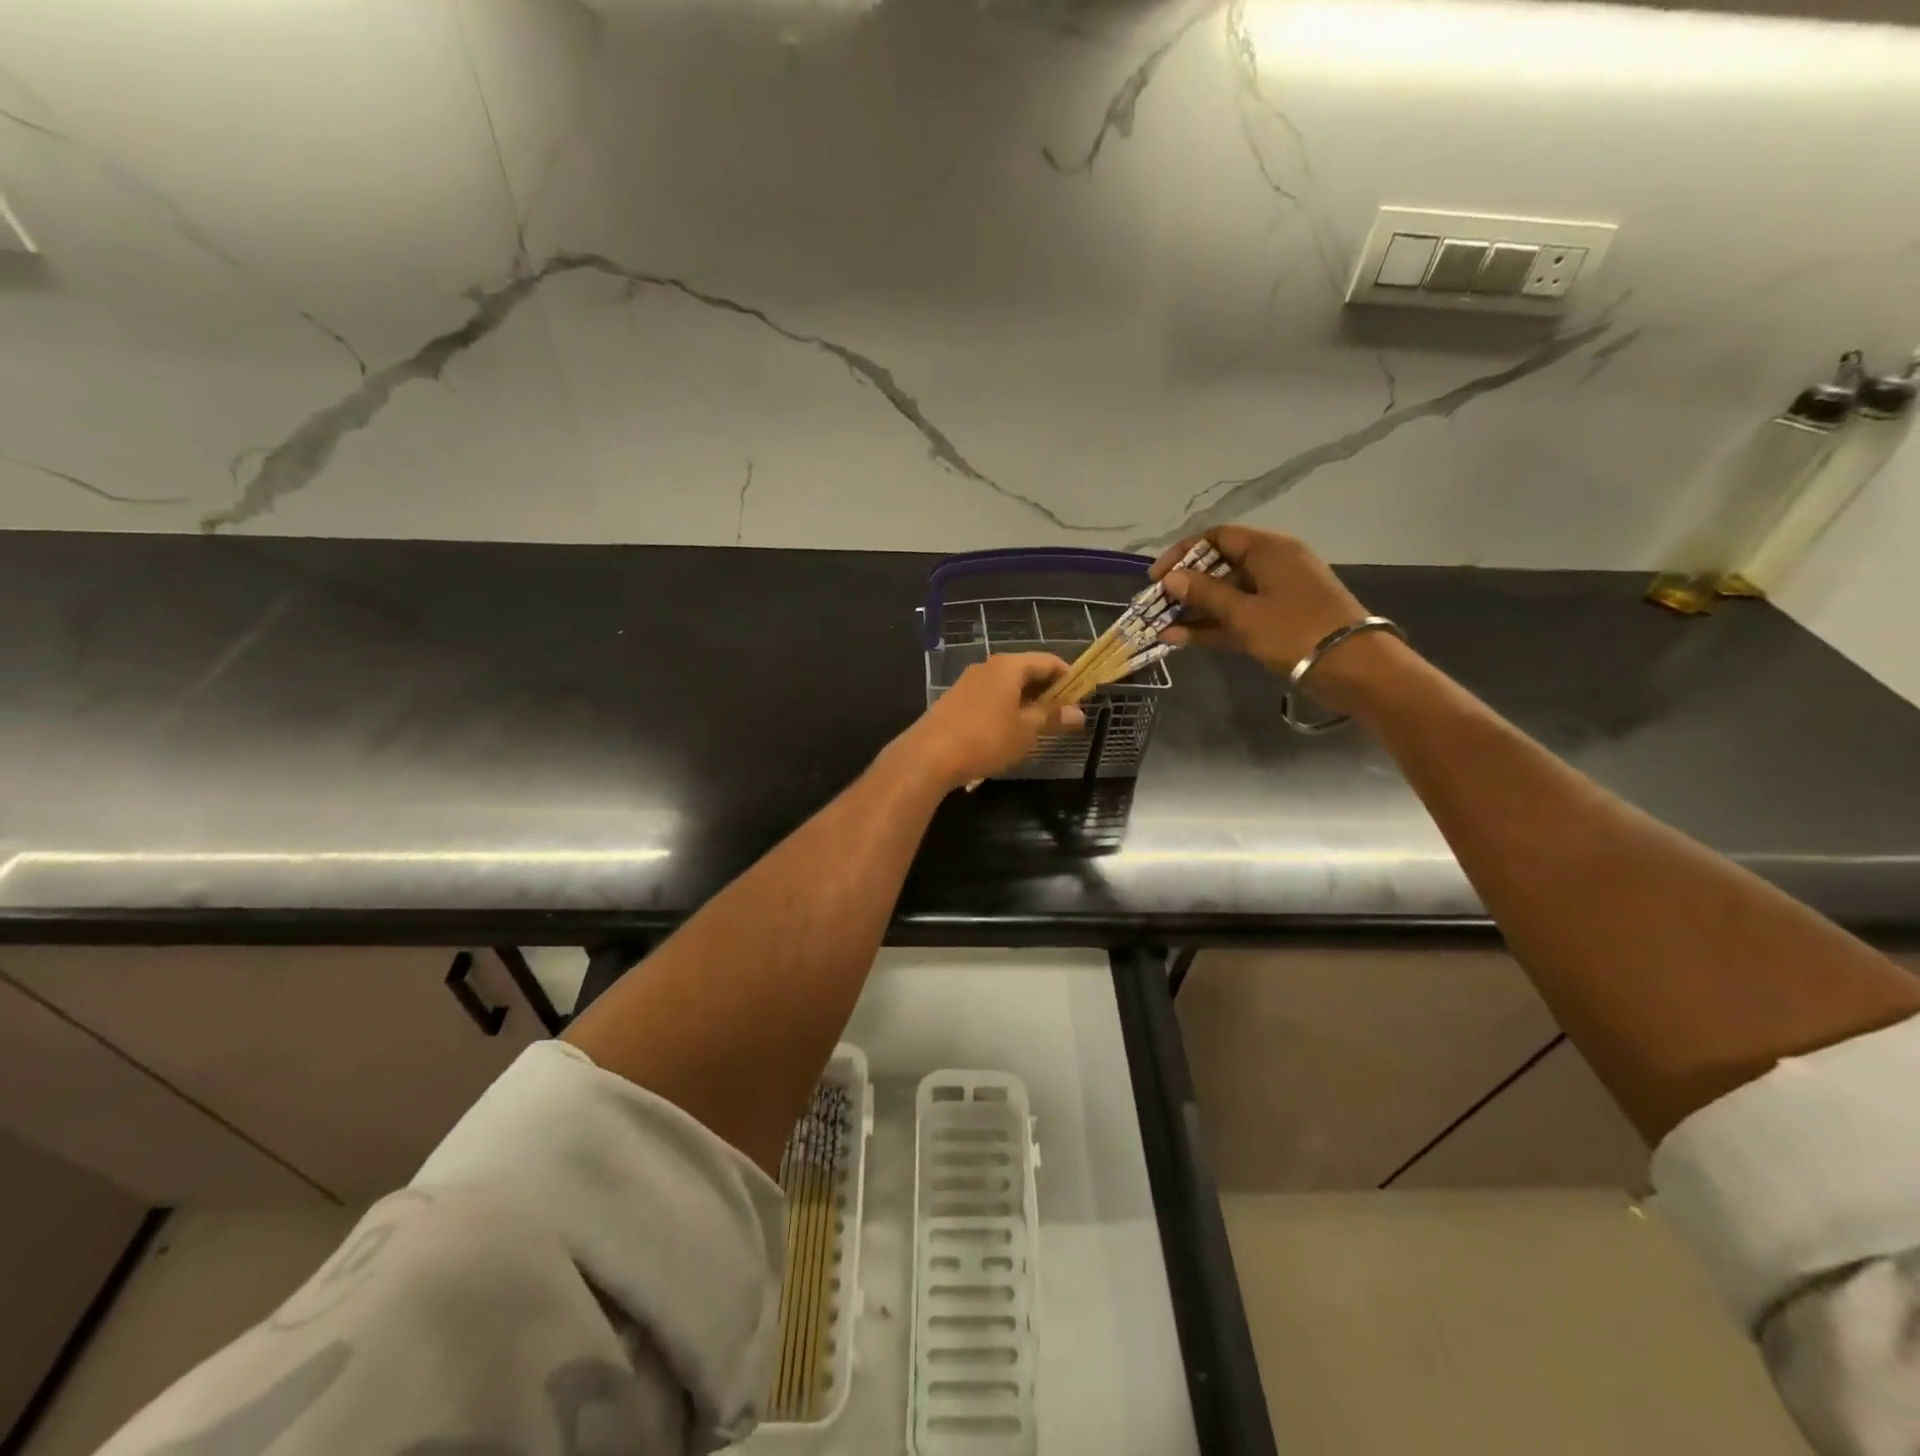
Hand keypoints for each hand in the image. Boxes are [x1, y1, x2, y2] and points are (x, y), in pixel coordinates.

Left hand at [895, 653, 1084, 790]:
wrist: (928, 755)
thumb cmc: (985, 738)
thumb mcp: (1026, 730)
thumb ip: (1053, 717)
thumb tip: (1078, 712)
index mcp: (1009, 666)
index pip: (1048, 661)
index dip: (1068, 677)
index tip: (1081, 698)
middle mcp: (988, 666)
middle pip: (1026, 671)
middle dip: (1047, 691)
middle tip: (1062, 716)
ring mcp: (968, 682)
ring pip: (1006, 686)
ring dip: (1025, 702)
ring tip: (1037, 727)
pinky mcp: (954, 700)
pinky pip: (989, 698)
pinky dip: (1005, 708)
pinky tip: (1007, 732)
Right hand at [1152, 528, 1414, 716]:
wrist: (1354, 669)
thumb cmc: (1297, 631)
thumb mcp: (1245, 613)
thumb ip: (1205, 594)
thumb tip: (1170, 578)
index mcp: (1269, 550)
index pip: (1217, 538)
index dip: (1182, 554)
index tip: (1155, 578)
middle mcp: (1271, 566)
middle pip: (1218, 567)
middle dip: (1184, 587)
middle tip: (1155, 606)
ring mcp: (1274, 596)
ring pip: (1225, 596)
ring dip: (1193, 611)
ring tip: (1159, 627)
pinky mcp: (1276, 623)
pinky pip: (1236, 618)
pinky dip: (1211, 627)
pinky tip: (1179, 639)